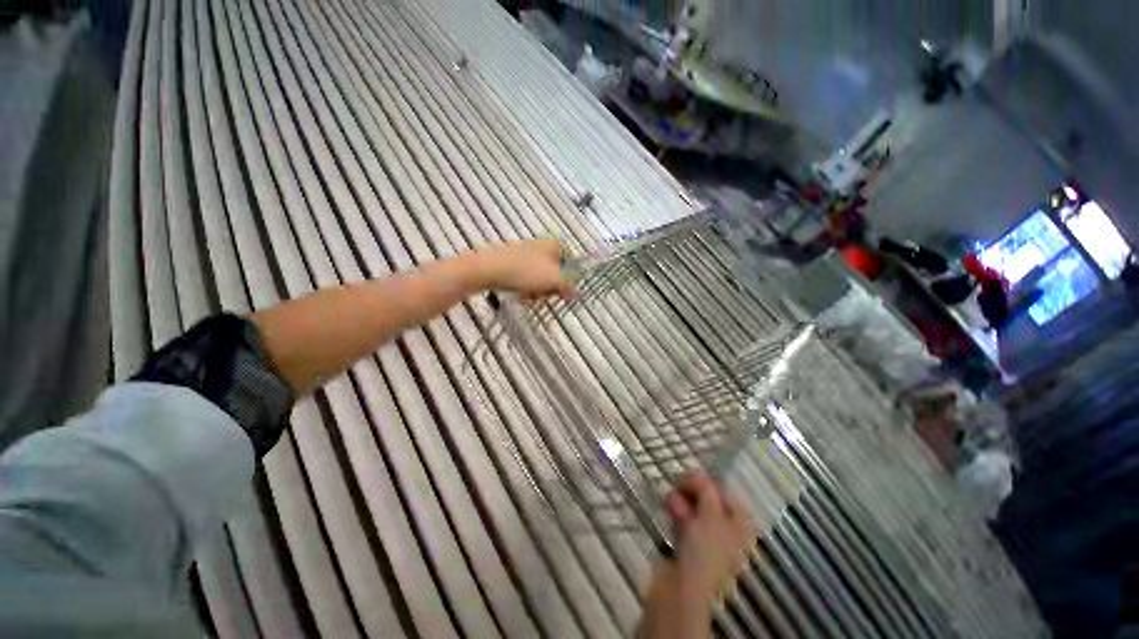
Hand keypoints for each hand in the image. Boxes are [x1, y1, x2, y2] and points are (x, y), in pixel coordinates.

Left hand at [478, 239, 574, 298]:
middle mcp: (541, 246)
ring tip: (528, 296)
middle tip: (543, 295)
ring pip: (539, 278)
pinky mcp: (511, 262)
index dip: (568, 278)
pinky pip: (524, 278)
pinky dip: (524, 288)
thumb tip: (575, 293)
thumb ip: (568, 286)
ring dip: (536, 291)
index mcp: (554, 245)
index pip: (570, 263)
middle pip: (554, 272)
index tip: (562, 291)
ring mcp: (524, 253)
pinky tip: (518, 294)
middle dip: (550, 287)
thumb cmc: (526, 271)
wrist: (489, 269)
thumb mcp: (554, 279)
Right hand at [662, 473, 756, 600]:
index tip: (687, 477)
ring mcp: (710, 542)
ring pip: (694, 510)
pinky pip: (684, 523)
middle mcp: (730, 532)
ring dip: (681, 501)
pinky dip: (676, 514)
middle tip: (676, 487)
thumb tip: (697, 474)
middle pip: (709, 500)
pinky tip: (668, 510)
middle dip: (691, 492)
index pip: (725, 492)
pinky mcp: (690, 549)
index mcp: (742, 525)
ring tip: (669, 502)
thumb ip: (706, 489)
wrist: (684, 595)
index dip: (706, 482)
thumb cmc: (706, 552)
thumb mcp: (710, 514)